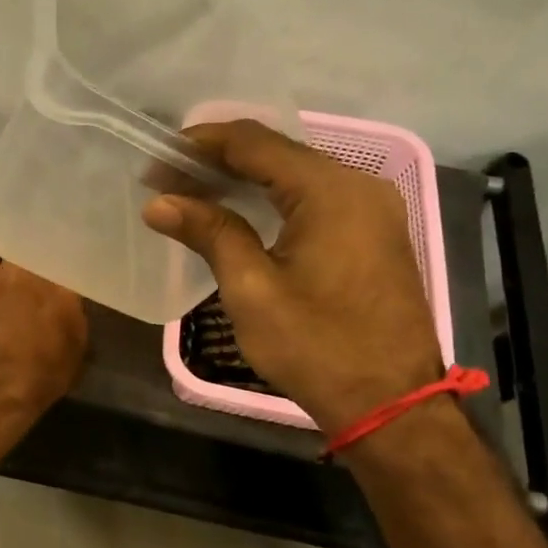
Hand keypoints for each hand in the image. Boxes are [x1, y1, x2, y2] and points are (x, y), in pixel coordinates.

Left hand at [0, 254, 86, 417]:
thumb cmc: (44, 371)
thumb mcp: (76, 347)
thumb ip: (71, 315)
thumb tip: (65, 302)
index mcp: (56, 283)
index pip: (56, 259)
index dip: (52, 263)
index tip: (51, 270)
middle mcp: (21, 272)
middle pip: (20, 250)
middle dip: (21, 259)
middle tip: (22, 273)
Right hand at [143, 120, 443, 435]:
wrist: (392, 405)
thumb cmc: (317, 348)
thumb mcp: (252, 290)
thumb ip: (210, 233)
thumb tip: (159, 202)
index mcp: (331, 191)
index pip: (254, 142)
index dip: (200, 144)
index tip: (155, 161)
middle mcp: (359, 186)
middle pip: (278, 152)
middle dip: (218, 160)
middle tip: (166, 179)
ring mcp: (373, 209)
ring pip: (296, 174)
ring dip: (244, 178)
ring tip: (192, 192)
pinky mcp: (375, 232)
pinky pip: (315, 197)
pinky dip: (273, 198)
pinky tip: (239, 211)